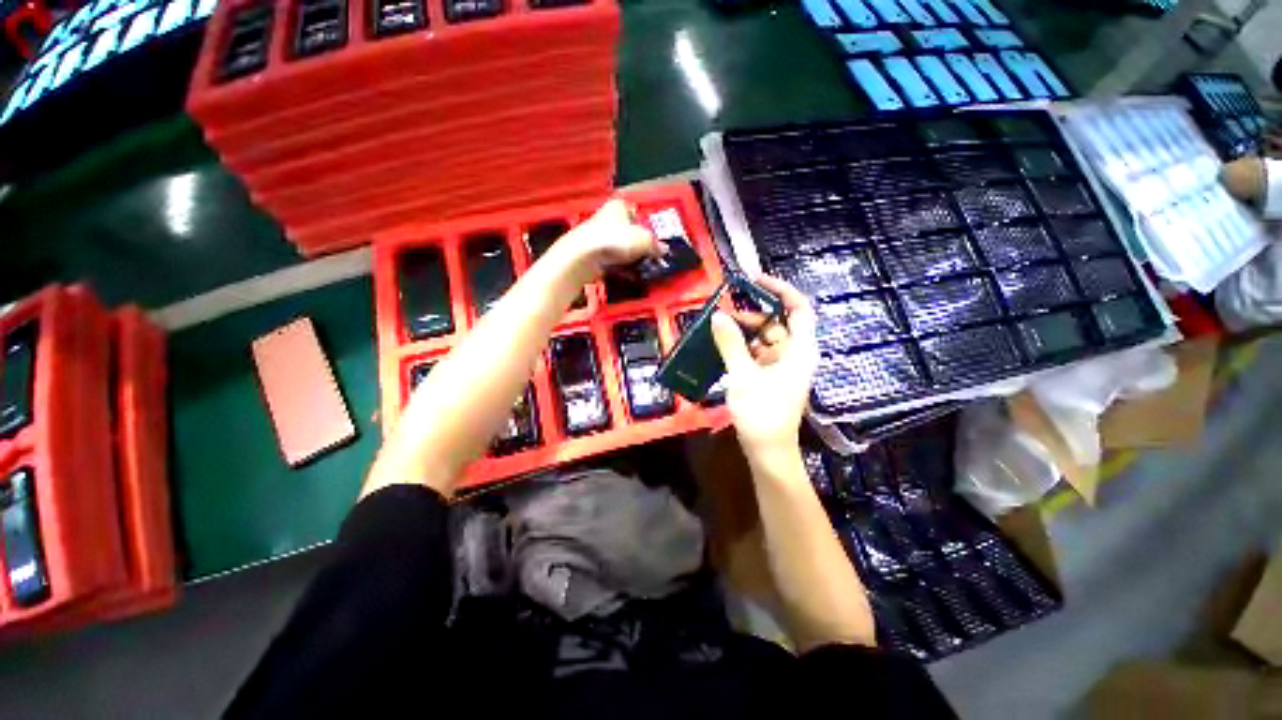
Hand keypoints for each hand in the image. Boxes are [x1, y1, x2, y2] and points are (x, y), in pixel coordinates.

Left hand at [570, 198, 662, 273]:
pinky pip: (609, 259)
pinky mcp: (590, 253)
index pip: (635, 211)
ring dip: (628, 256)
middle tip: (649, 256)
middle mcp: (606, 217)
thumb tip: (664, 250)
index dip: (645, 224)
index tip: (653, 238)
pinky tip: (626, 274)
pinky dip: (618, 266)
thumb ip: (656, 245)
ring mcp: (595, 236)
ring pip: (618, 246)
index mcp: (618, 205)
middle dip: (637, 243)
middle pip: (627, 230)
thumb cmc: (616, 240)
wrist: (583, 256)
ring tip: (640, 268)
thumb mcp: (645, 241)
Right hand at [711, 274, 818, 458]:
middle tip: (724, 308)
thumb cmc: (761, 412)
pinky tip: (723, 346)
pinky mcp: (770, 377)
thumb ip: (731, 343)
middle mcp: (795, 354)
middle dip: (752, 313)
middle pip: (777, 323)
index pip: (799, 308)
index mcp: (800, 350)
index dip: (780, 290)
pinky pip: (757, 354)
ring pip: (765, 339)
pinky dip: (742, 348)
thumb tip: (718, 316)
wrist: (767, 451)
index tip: (754, 280)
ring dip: (744, 332)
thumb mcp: (743, 375)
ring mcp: (782, 367)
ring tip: (718, 327)